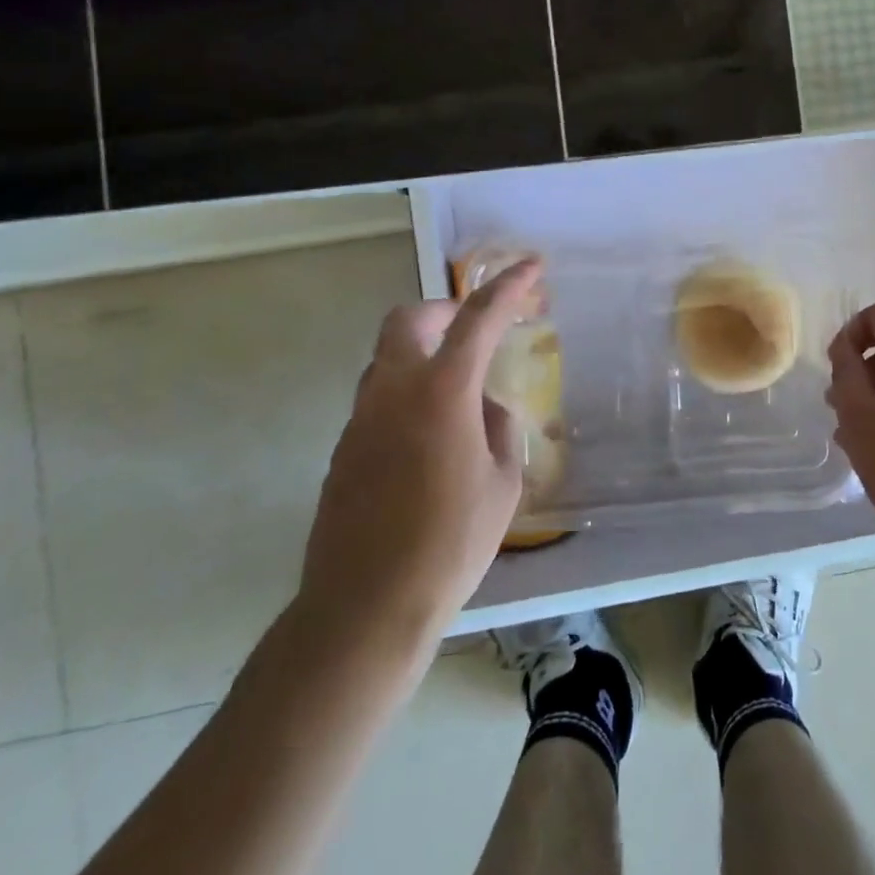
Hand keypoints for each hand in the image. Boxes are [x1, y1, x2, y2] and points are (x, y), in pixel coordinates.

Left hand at [297, 259, 544, 648]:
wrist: (365, 607)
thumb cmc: (450, 543)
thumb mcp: (502, 484)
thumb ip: (498, 428)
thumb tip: (485, 407)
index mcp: (441, 393)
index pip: (478, 319)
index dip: (508, 287)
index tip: (531, 267)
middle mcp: (393, 392)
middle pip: (408, 320)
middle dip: (445, 311)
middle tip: (475, 330)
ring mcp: (360, 420)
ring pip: (387, 359)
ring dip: (422, 354)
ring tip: (457, 391)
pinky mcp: (343, 451)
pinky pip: (377, 400)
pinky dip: (406, 395)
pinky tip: (429, 441)